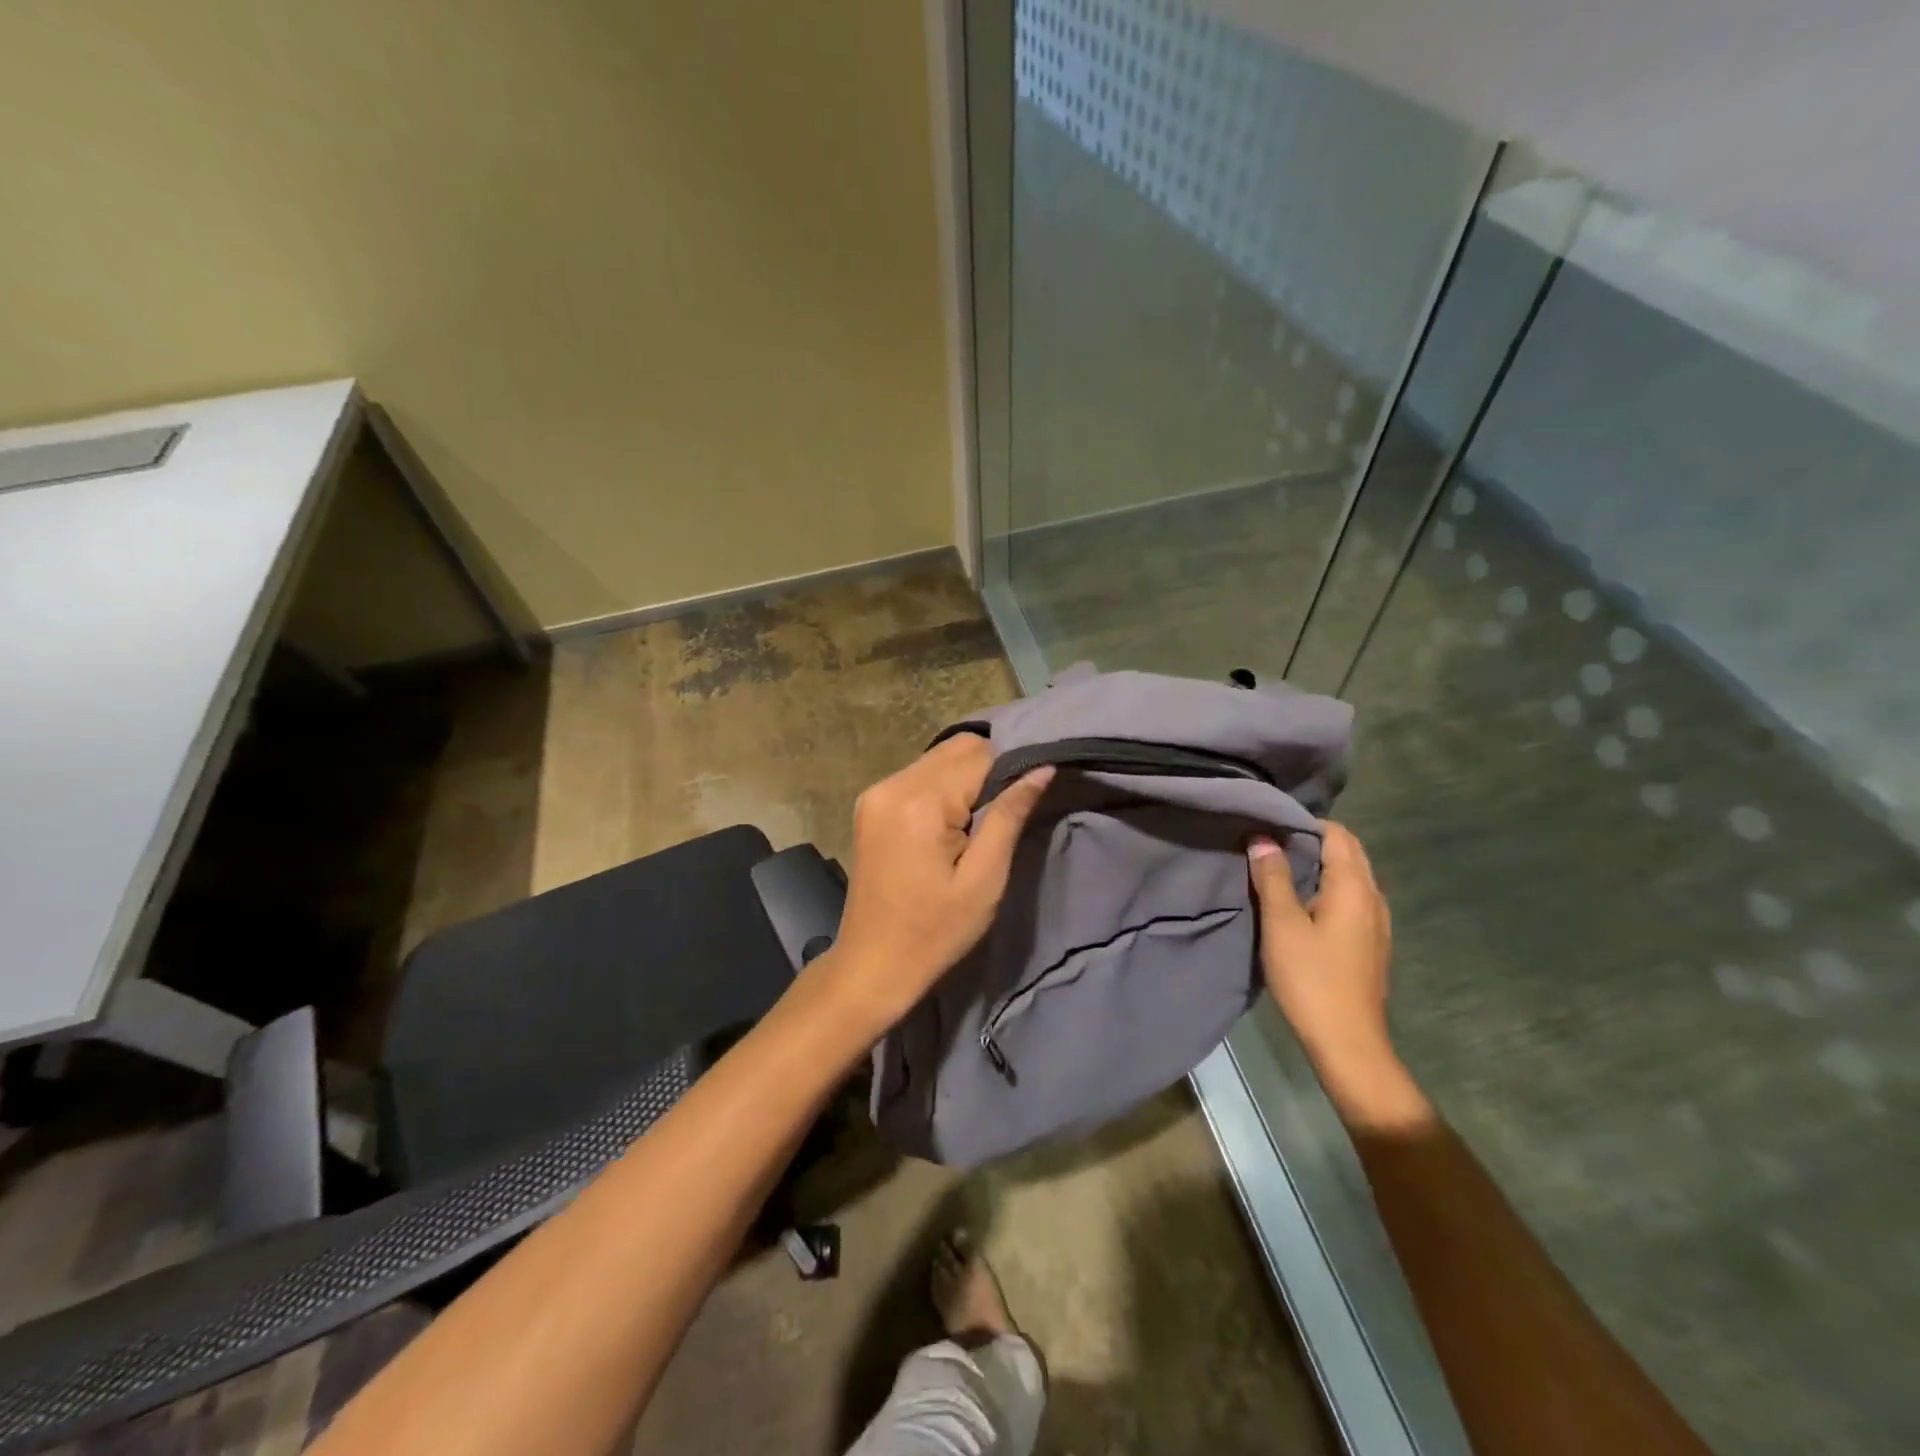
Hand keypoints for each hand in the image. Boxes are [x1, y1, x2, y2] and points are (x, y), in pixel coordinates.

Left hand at [821, 735, 1052, 1035]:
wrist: (873, 964)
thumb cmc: (935, 931)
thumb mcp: (984, 879)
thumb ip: (1010, 816)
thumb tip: (1042, 768)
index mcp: (920, 802)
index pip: (980, 754)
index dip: (1012, 768)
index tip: (1030, 795)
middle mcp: (892, 784)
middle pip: (957, 748)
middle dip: (989, 768)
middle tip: (1006, 811)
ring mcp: (876, 792)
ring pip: (938, 758)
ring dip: (966, 777)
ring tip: (980, 820)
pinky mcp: (870, 803)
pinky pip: (918, 775)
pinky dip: (943, 786)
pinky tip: (952, 821)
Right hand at [1248, 823, 1426, 1129]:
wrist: (1348, 1042)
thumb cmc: (1311, 978)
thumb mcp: (1282, 924)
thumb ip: (1273, 877)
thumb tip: (1263, 838)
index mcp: (1354, 887)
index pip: (1337, 834)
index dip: (1304, 824)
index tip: (1269, 826)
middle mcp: (1373, 897)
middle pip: (1348, 852)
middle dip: (1312, 841)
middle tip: (1270, 843)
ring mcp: (1376, 922)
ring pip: (1350, 876)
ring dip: (1320, 865)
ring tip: (1280, 869)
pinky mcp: (1371, 943)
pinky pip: (1350, 898)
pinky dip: (1327, 888)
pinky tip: (1301, 904)